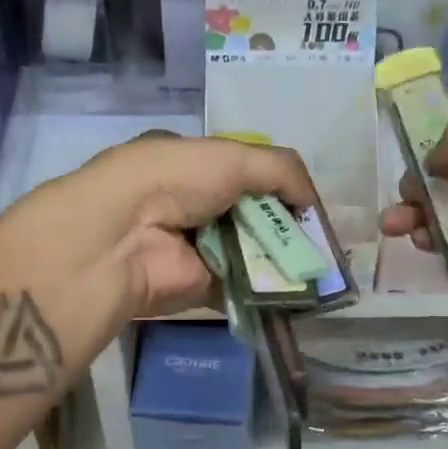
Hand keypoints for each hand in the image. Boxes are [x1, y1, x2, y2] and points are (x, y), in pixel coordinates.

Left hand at [11, 133, 317, 319]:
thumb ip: (281, 170)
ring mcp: (196, 247)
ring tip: (324, 268)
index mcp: (190, 163)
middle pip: (251, 214)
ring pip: (252, 251)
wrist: (123, 238)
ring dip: (285, 258)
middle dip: (286, 225)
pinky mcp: (201, 286)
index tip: (307, 203)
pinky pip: (245, 286)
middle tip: (324, 241)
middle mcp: (192, 204)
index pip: (244, 171)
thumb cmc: (175, 181)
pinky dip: (272, 290)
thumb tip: (312, 202)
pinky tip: (303, 292)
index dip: (278, 185)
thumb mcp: (233, 156)